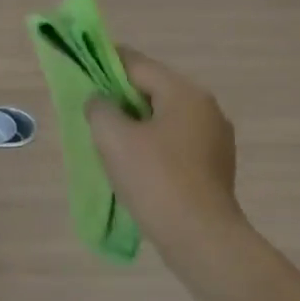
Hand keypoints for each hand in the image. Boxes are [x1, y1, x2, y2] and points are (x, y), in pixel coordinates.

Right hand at [86, 48, 240, 234]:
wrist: (200, 237)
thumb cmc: (155, 180)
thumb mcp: (114, 138)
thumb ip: (100, 109)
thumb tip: (101, 102)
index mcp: (184, 93)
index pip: (139, 65)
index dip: (107, 63)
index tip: (84, 66)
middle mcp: (206, 108)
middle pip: (154, 90)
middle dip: (122, 97)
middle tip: (92, 111)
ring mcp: (216, 138)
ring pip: (166, 118)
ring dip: (137, 123)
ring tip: (110, 141)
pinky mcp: (215, 166)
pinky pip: (176, 143)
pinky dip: (153, 144)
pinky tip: (136, 165)